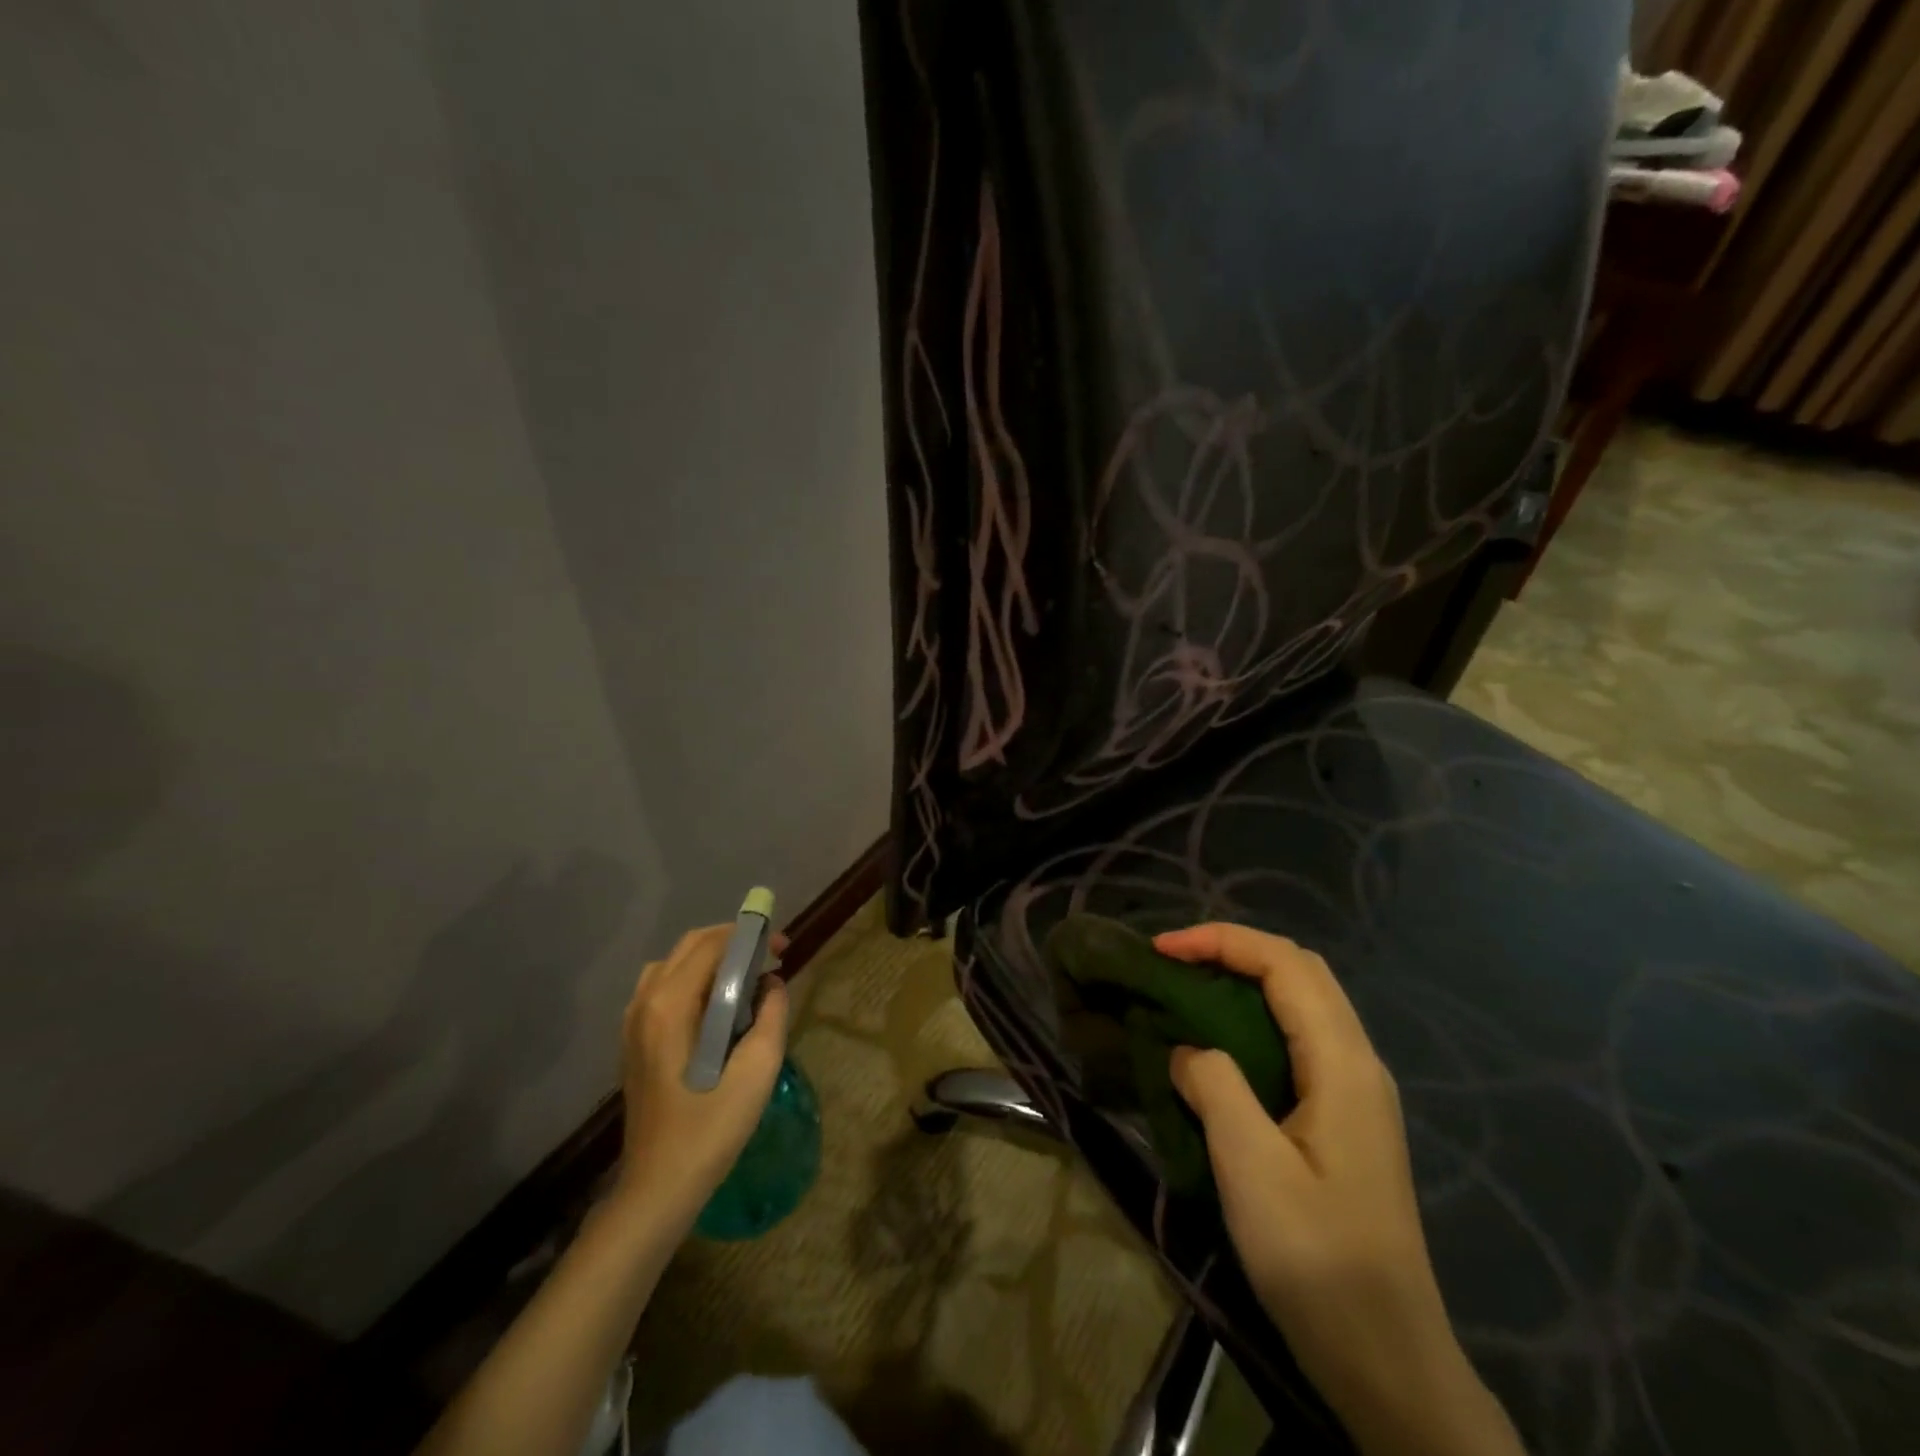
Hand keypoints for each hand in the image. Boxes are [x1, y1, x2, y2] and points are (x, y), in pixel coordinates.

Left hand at [612, 924, 789, 1229]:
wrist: (658, 1187)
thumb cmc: (710, 1128)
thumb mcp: (757, 1070)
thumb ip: (771, 1015)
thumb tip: (772, 983)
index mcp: (670, 1005)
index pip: (712, 945)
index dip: (751, 936)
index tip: (783, 947)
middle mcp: (645, 1003)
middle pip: (690, 946)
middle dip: (733, 942)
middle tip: (771, 958)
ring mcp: (633, 1022)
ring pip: (674, 964)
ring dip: (712, 958)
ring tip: (746, 977)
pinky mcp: (633, 1040)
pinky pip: (662, 987)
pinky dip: (693, 979)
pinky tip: (717, 1006)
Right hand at [1156, 923, 1520, 1455]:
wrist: (1388, 1360)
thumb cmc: (1317, 1261)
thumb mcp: (1250, 1168)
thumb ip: (1214, 1086)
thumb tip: (1186, 1049)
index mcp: (1343, 1064)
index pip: (1284, 964)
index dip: (1221, 940)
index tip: (1162, 948)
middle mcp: (1358, 1062)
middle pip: (1300, 970)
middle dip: (1233, 949)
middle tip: (1172, 961)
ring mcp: (1356, 1091)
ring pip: (1302, 1002)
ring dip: (1244, 979)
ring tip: (1187, 989)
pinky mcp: (1345, 1117)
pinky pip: (1298, 1038)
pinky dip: (1253, 1017)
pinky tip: (1219, 1044)